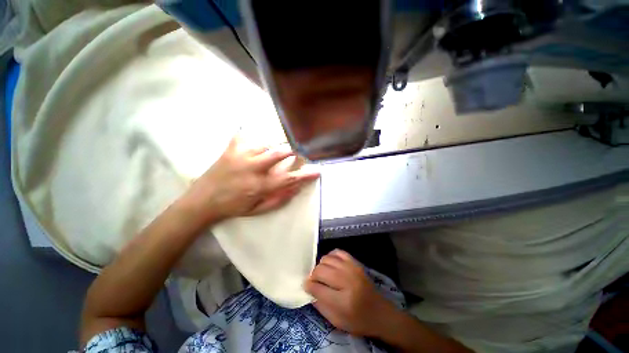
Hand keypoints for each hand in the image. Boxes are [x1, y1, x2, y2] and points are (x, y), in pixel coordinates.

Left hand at [185, 136, 319, 222]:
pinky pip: (243, 136)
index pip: (289, 178)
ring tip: (274, 153)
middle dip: (292, 152)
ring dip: (274, 148)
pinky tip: (251, 139)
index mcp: (260, 186)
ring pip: (266, 144)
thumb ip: (279, 199)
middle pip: (279, 153)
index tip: (317, 170)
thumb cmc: (233, 207)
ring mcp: (240, 156)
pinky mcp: (230, 150)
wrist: (203, 201)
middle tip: (296, 154)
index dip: (305, 175)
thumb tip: (296, 188)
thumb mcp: (258, 209)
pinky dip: (250, 136)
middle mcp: (252, 168)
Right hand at [304, 249, 397, 337]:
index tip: (305, 285)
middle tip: (313, 280)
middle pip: (321, 270)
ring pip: (327, 259)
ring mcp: (352, 269)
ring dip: (321, 265)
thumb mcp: (337, 321)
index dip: (308, 286)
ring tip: (322, 273)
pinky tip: (330, 264)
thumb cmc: (358, 321)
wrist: (381, 313)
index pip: (318, 288)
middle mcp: (347, 281)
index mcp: (343, 301)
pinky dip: (331, 256)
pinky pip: (338, 252)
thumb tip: (309, 289)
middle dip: (313, 275)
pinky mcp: (355, 263)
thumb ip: (320, 306)